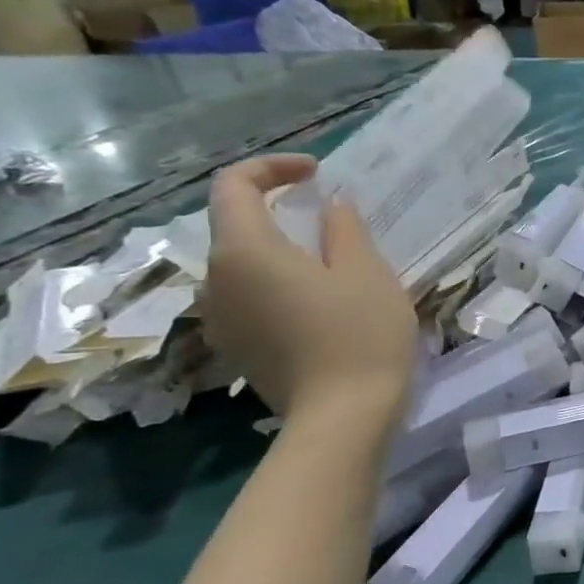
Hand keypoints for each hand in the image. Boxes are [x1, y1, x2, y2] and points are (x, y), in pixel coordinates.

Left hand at [200, 155, 417, 426]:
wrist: (343, 416)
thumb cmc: (360, 334)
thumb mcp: (366, 271)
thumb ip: (343, 229)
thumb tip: (331, 206)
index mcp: (244, 252)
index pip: (233, 186)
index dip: (272, 167)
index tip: (318, 173)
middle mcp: (216, 280)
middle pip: (235, 226)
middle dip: (278, 209)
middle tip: (330, 215)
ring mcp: (221, 318)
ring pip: (243, 264)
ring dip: (280, 249)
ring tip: (331, 259)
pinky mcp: (237, 346)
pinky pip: (249, 296)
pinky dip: (278, 281)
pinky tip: (319, 300)